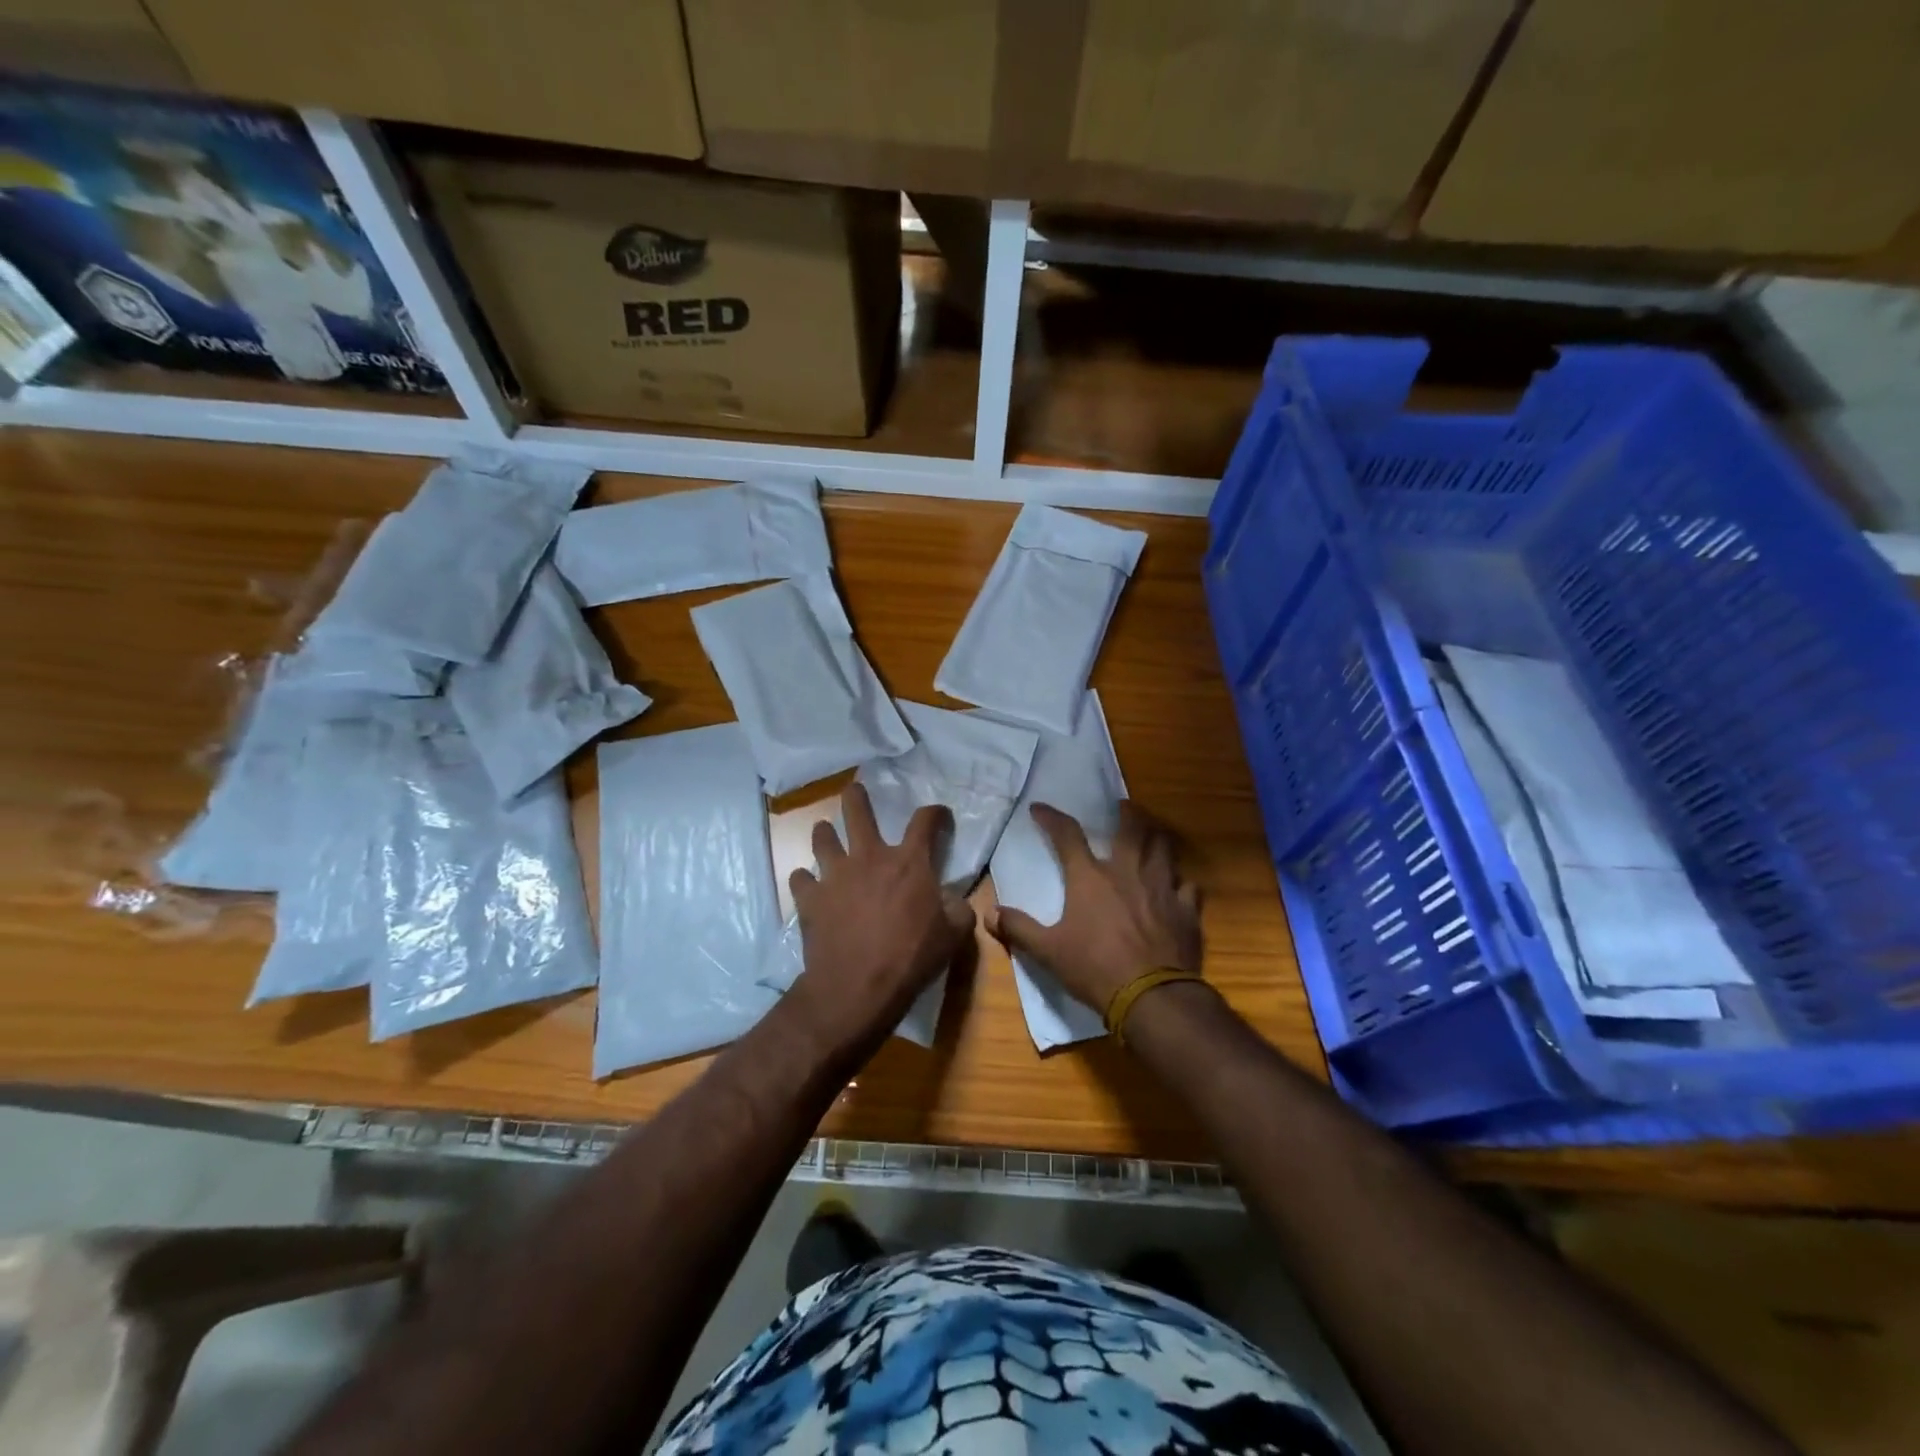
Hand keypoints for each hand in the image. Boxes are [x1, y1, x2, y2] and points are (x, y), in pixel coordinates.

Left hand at [786, 782, 975, 1052]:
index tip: (939, 814)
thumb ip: (958, 909)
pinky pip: (801, 879)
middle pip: (857, 812)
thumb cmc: (911, 959)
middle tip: (854, 791)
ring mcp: (835, 875)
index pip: (925, 821)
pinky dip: (805, 880)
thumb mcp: (953, 936)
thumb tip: (954, 899)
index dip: (935, 813)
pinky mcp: (810, 898)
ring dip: (824, 834)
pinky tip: (809, 886)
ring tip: (825, 833)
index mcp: (909, 863)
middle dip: (856, 797)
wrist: (856, 988)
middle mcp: (869, 857)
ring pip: (822, 838)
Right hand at [991, 802, 1201, 1015]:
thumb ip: (1018, 928)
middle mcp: (1127, 871)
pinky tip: (1178, 886)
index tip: (1040, 808)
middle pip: (1131, 828)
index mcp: (1090, 878)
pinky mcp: (1186, 909)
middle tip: (1123, 805)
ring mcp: (1161, 887)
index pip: (1067, 835)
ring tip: (1152, 834)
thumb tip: (989, 913)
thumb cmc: (1095, 968)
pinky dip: (1181, 883)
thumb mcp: (1048, 951)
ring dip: (1156, 837)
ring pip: (1164, 849)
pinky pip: (1188, 886)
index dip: (1051, 818)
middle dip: (1126, 812)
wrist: (1152, 996)